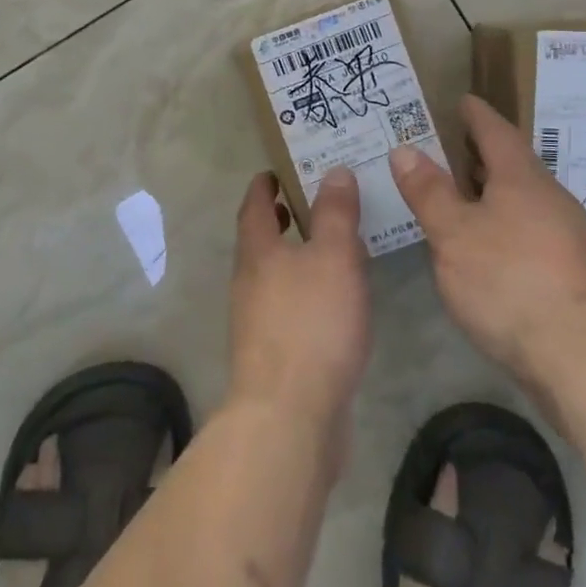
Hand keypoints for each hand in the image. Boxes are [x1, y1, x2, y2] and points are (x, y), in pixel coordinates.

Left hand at [229, 168, 371, 445]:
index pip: (255, 206)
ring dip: (295, 256)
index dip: (265, 185)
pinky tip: (334, 301)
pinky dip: (306, 291)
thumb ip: (336, 213)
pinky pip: (288, 307)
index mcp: (257, 252)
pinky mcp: (273, 354)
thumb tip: (333, 171)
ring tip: (331, 247)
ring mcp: (256, 321)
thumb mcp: (334, 256)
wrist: (288, 415)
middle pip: (260, 240)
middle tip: (311, 202)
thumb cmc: (311, 323)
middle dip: (282, 219)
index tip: (277, 171)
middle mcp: (249, 282)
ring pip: (274, 275)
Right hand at [389, 95, 585, 388]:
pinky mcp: (573, 276)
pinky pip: (531, 233)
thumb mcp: (455, 235)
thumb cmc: (511, 283)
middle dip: (484, 155)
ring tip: (462, 196)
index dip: (477, 116)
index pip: (497, 133)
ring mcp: (568, 239)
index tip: (463, 100)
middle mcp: (552, 201)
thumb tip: (405, 149)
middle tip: (451, 146)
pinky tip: (488, 249)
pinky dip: (505, 227)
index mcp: (523, 180)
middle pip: (515, 167)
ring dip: (495, 194)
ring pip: (525, 202)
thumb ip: (429, 192)